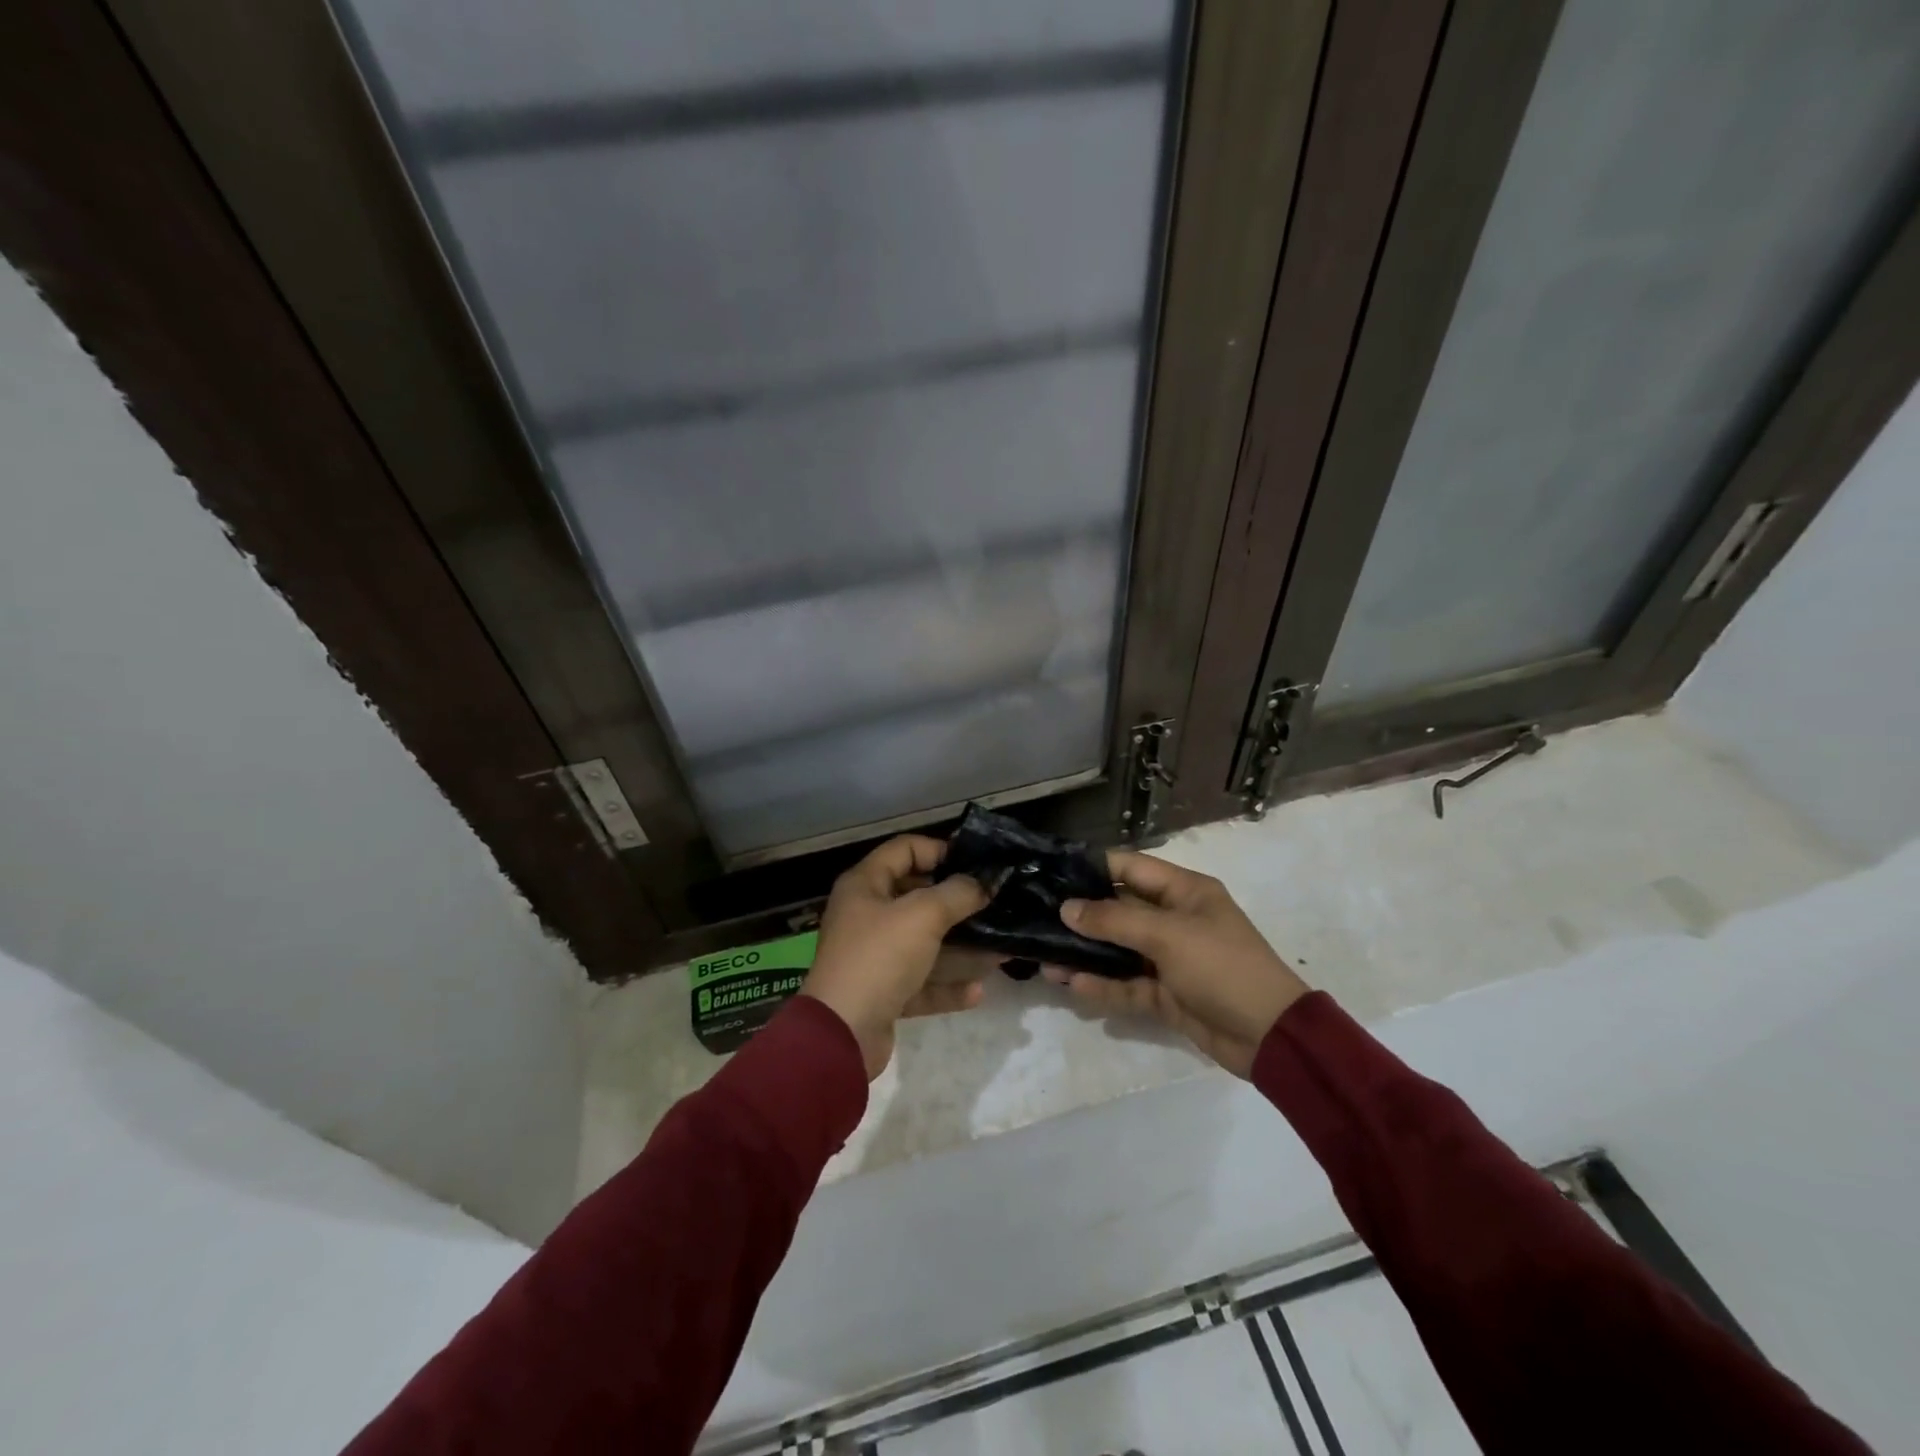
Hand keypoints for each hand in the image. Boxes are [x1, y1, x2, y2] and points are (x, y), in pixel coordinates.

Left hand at [800, 835, 991, 1079]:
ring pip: (924, 944)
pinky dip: (947, 985)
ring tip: (1000, 950)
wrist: (842, 1033)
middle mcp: (866, 916)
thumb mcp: (923, 915)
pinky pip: (921, 982)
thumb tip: (982, 883)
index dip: (940, 850)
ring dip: (961, 948)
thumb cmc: (880, 957)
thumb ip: (957, 894)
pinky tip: (978, 991)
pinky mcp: (883, 992)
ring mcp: (874, 956)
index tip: (976, 863)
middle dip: (957, 903)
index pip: (904, 850)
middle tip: (995, 904)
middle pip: (917, 898)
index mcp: (865, 885)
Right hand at [1047, 850, 1308, 1077]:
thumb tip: (1067, 908)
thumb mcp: (1168, 936)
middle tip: (1038, 918)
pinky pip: (1128, 984)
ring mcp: (1171, 959)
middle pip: (1120, 909)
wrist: (1270, 1036)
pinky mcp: (1167, 994)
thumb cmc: (1222, 967)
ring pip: (1120, 950)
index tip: (1052, 874)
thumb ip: (1114, 920)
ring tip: (1046, 959)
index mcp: (1184, 891)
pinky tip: (1074, 984)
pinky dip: (1104, 984)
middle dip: (1082, 916)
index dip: (1092, 869)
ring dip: (1087, 954)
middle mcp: (1175, 919)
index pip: (1130, 868)